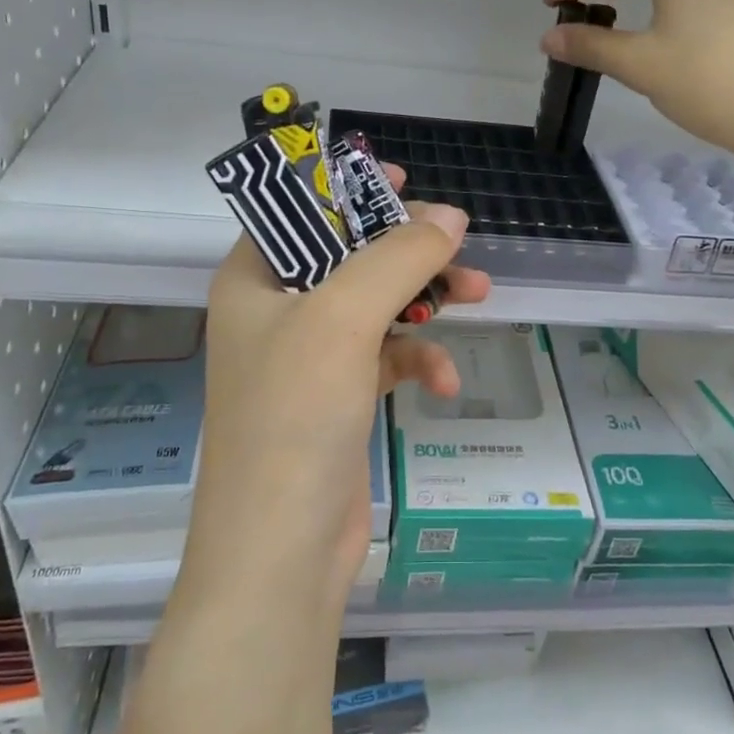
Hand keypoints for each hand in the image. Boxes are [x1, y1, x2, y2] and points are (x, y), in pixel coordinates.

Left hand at [183, 174, 491, 610]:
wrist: (281, 551)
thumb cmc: (295, 416)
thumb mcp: (344, 319)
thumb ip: (399, 258)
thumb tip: (451, 217)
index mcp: (254, 280)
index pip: (299, 212)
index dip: (347, 190)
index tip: (402, 181)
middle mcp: (278, 312)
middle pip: (350, 255)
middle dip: (407, 249)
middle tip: (457, 242)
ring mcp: (310, 357)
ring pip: (378, 303)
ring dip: (426, 298)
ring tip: (478, 293)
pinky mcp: (341, 397)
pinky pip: (388, 357)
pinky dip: (419, 360)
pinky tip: (444, 381)